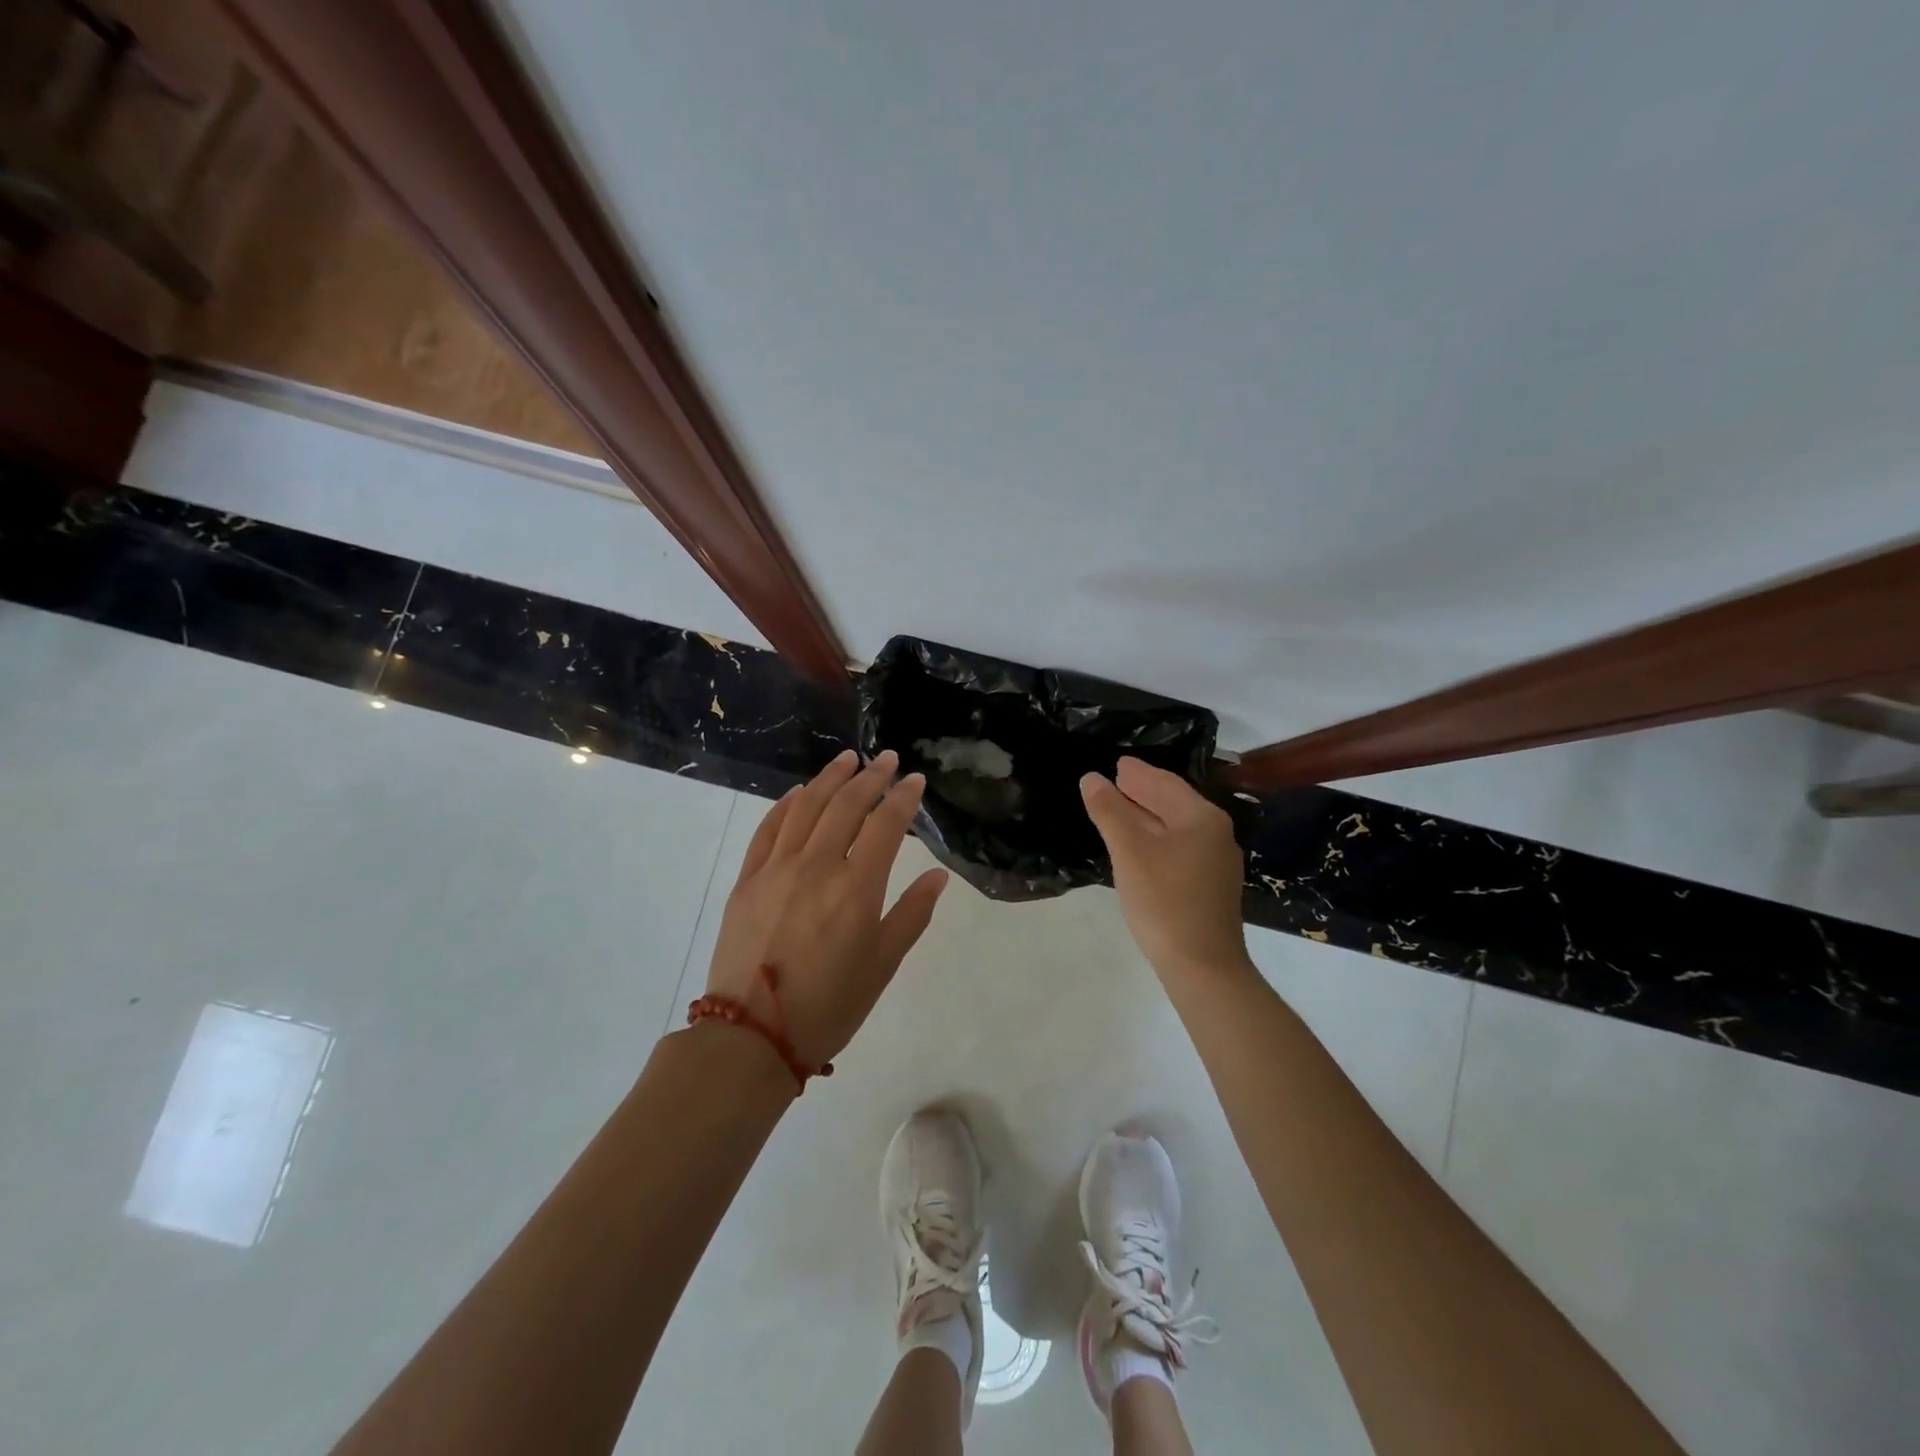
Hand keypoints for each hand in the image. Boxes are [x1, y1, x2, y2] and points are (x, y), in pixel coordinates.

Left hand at [704, 749, 948, 1067]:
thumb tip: (937, 875)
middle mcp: (817, 867)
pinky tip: (799, 793)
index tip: (915, 780)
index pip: (886, 825)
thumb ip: (911, 914)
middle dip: (871, 777)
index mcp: (856, 889)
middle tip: (887, 759)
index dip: (903, 798)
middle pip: (846, 805)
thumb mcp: (882, 965)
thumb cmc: (829, 1006)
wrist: (752, 1036)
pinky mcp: (747, 880)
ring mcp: (776, 869)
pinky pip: (769, 829)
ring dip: (830, 778)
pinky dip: (787, 805)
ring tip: (848, 759)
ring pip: (806, 807)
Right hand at [1081, 757, 1248, 977]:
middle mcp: (1215, 834)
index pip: (1165, 784)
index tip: (1117, 763)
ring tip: (1119, 807)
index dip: (1138, 773)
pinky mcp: (1208, 887)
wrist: (1203, 967)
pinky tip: (1137, 844)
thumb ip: (1110, 811)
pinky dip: (1155, 837)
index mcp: (1202, 819)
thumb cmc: (1165, 901)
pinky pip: (1178, 848)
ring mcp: (1215, 863)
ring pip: (1175, 827)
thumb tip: (1091, 778)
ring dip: (1146, 815)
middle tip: (1115, 779)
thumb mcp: (1130, 852)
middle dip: (1143, 791)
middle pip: (1173, 803)